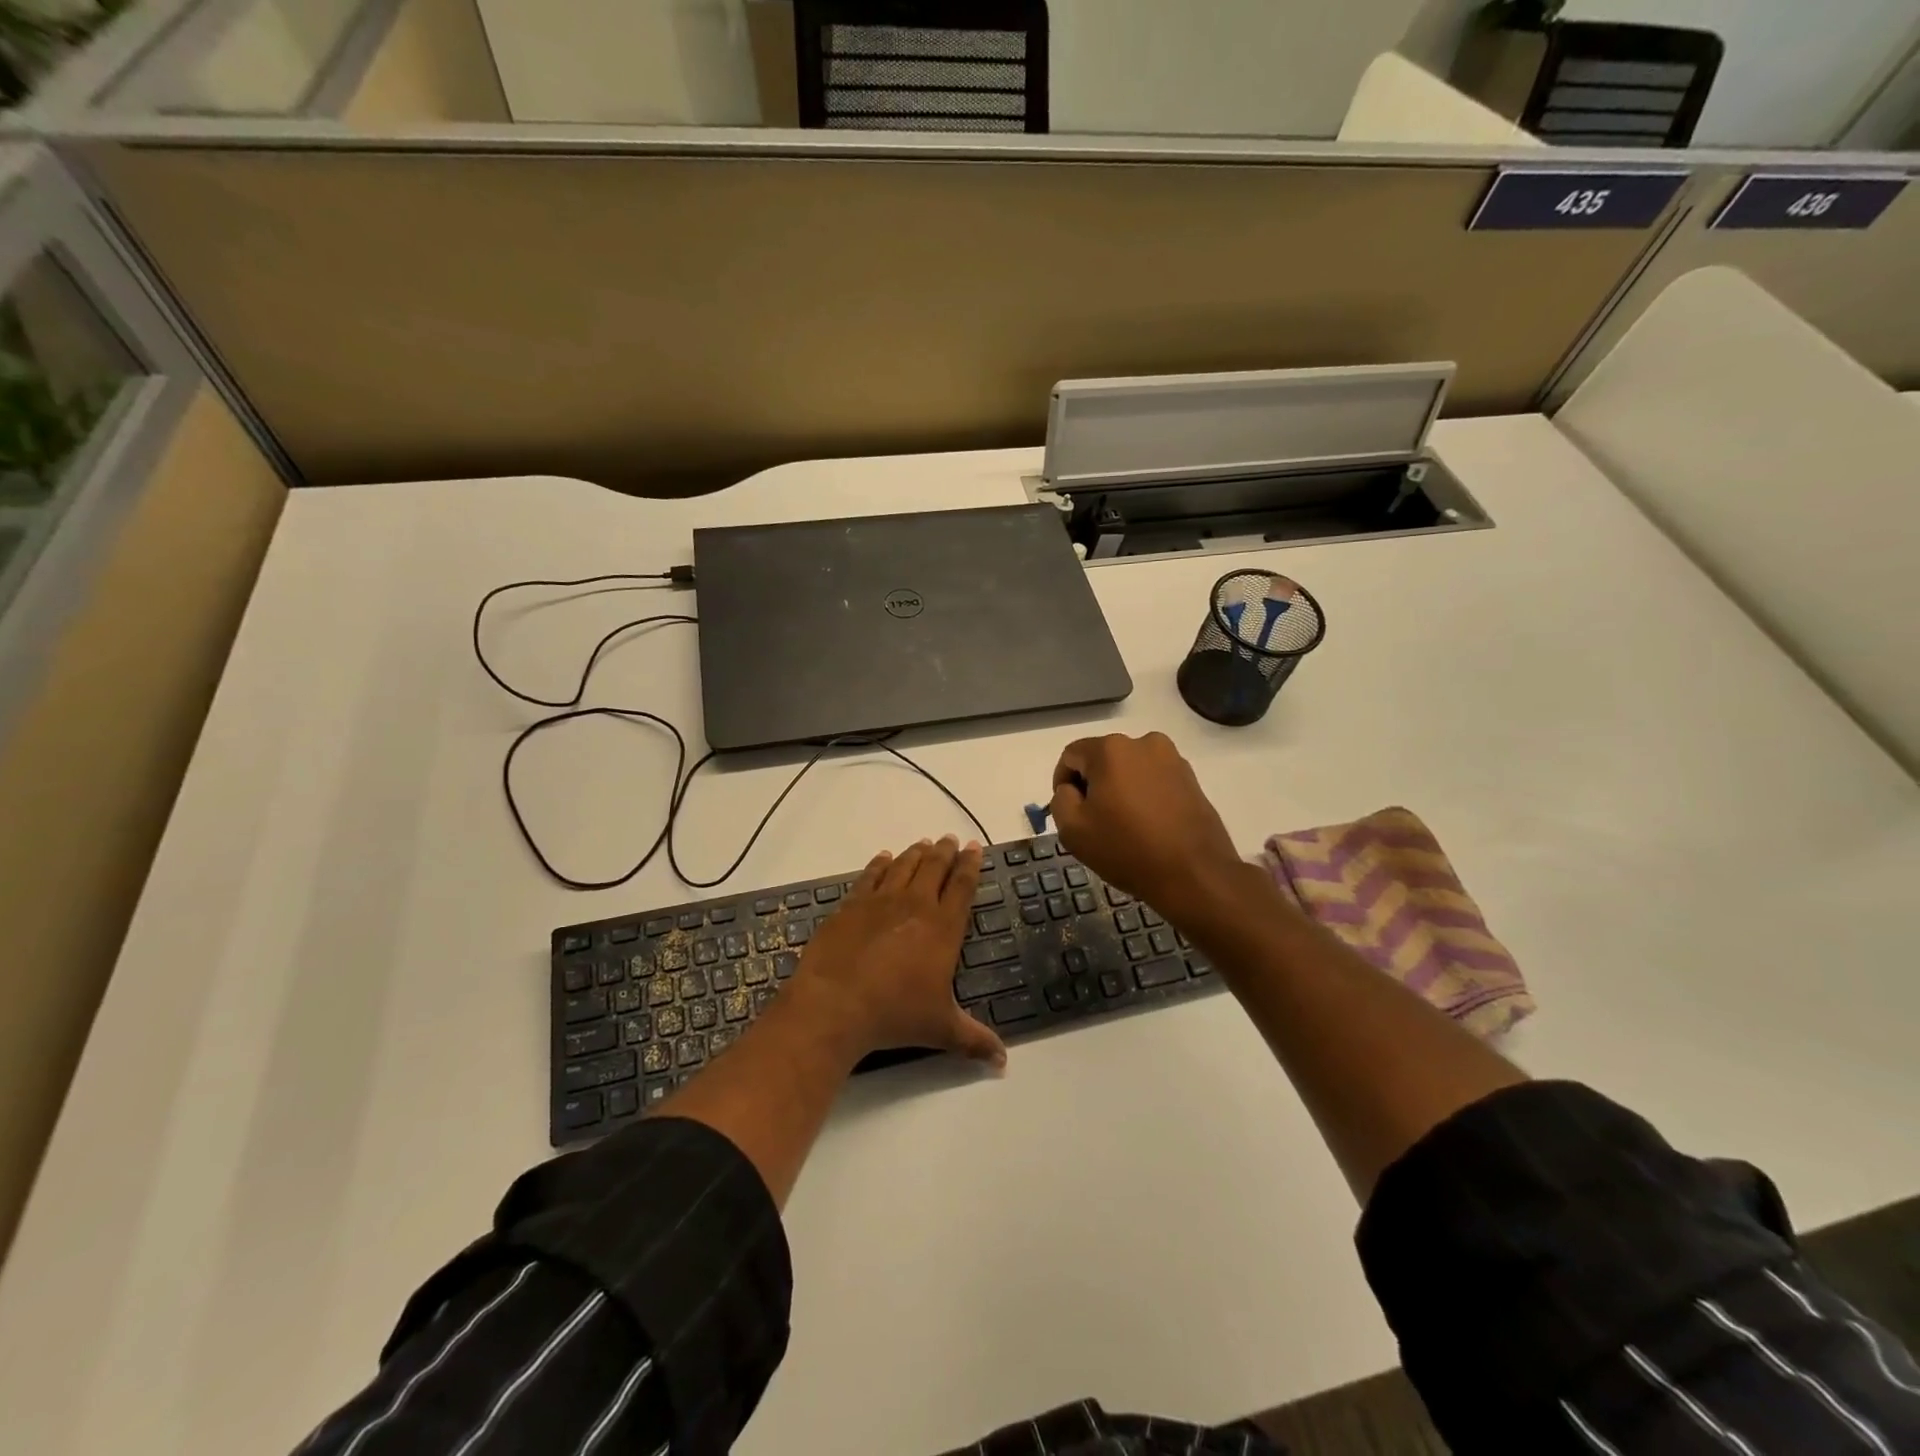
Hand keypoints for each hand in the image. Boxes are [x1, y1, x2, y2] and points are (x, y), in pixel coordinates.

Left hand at [791, 836, 1006, 1068]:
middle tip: (950, 839)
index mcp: (943, 928)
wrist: (836, 1003)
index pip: (963, 886)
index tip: (975, 847)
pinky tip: (884, 858)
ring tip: (923, 843)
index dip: (971, 865)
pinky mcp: (852, 905)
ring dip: (916, 853)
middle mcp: (916, 905)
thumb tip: (1003, 1062)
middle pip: (935, 867)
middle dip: (945, 851)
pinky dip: (880, 864)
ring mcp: (881, 901)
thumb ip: (974, 1040)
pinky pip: (871, 876)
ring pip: (904, 866)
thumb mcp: (941, 1029)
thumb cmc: (895, 1015)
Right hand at [1049, 732, 1244, 914]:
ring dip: (1120, 789)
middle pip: (1103, 759)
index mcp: (1110, 749)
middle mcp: (1143, 743)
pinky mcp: (1191, 778)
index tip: (1069, 812)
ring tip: (1124, 825)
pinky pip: (1154, 780)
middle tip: (1095, 821)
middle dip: (1093, 785)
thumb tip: (1071, 790)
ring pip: (1130, 769)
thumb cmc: (1127, 849)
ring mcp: (1172, 759)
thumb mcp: (1073, 830)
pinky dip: (1144, 796)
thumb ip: (1061, 800)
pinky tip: (1148, 826)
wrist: (1194, 874)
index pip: (1071, 755)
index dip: (1062, 782)